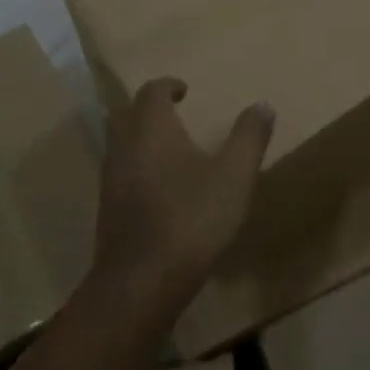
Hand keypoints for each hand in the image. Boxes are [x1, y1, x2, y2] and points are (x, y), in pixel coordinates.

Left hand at [93, 78, 274, 311]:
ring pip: (119, 145)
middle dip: (147, 110)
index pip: (151, 91)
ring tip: (169, 151)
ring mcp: (110, 180)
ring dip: (139, 140)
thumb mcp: (234, 176)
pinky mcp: (106, 211)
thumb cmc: (191, 218)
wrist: (141, 283)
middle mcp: (123, 146)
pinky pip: (119, 175)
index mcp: (151, 128)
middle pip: (126, 114)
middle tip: (172, 114)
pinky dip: (136, 169)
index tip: (184, 90)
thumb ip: (249, 137)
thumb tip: (262, 105)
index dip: (168, 86)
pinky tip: (158, 190)